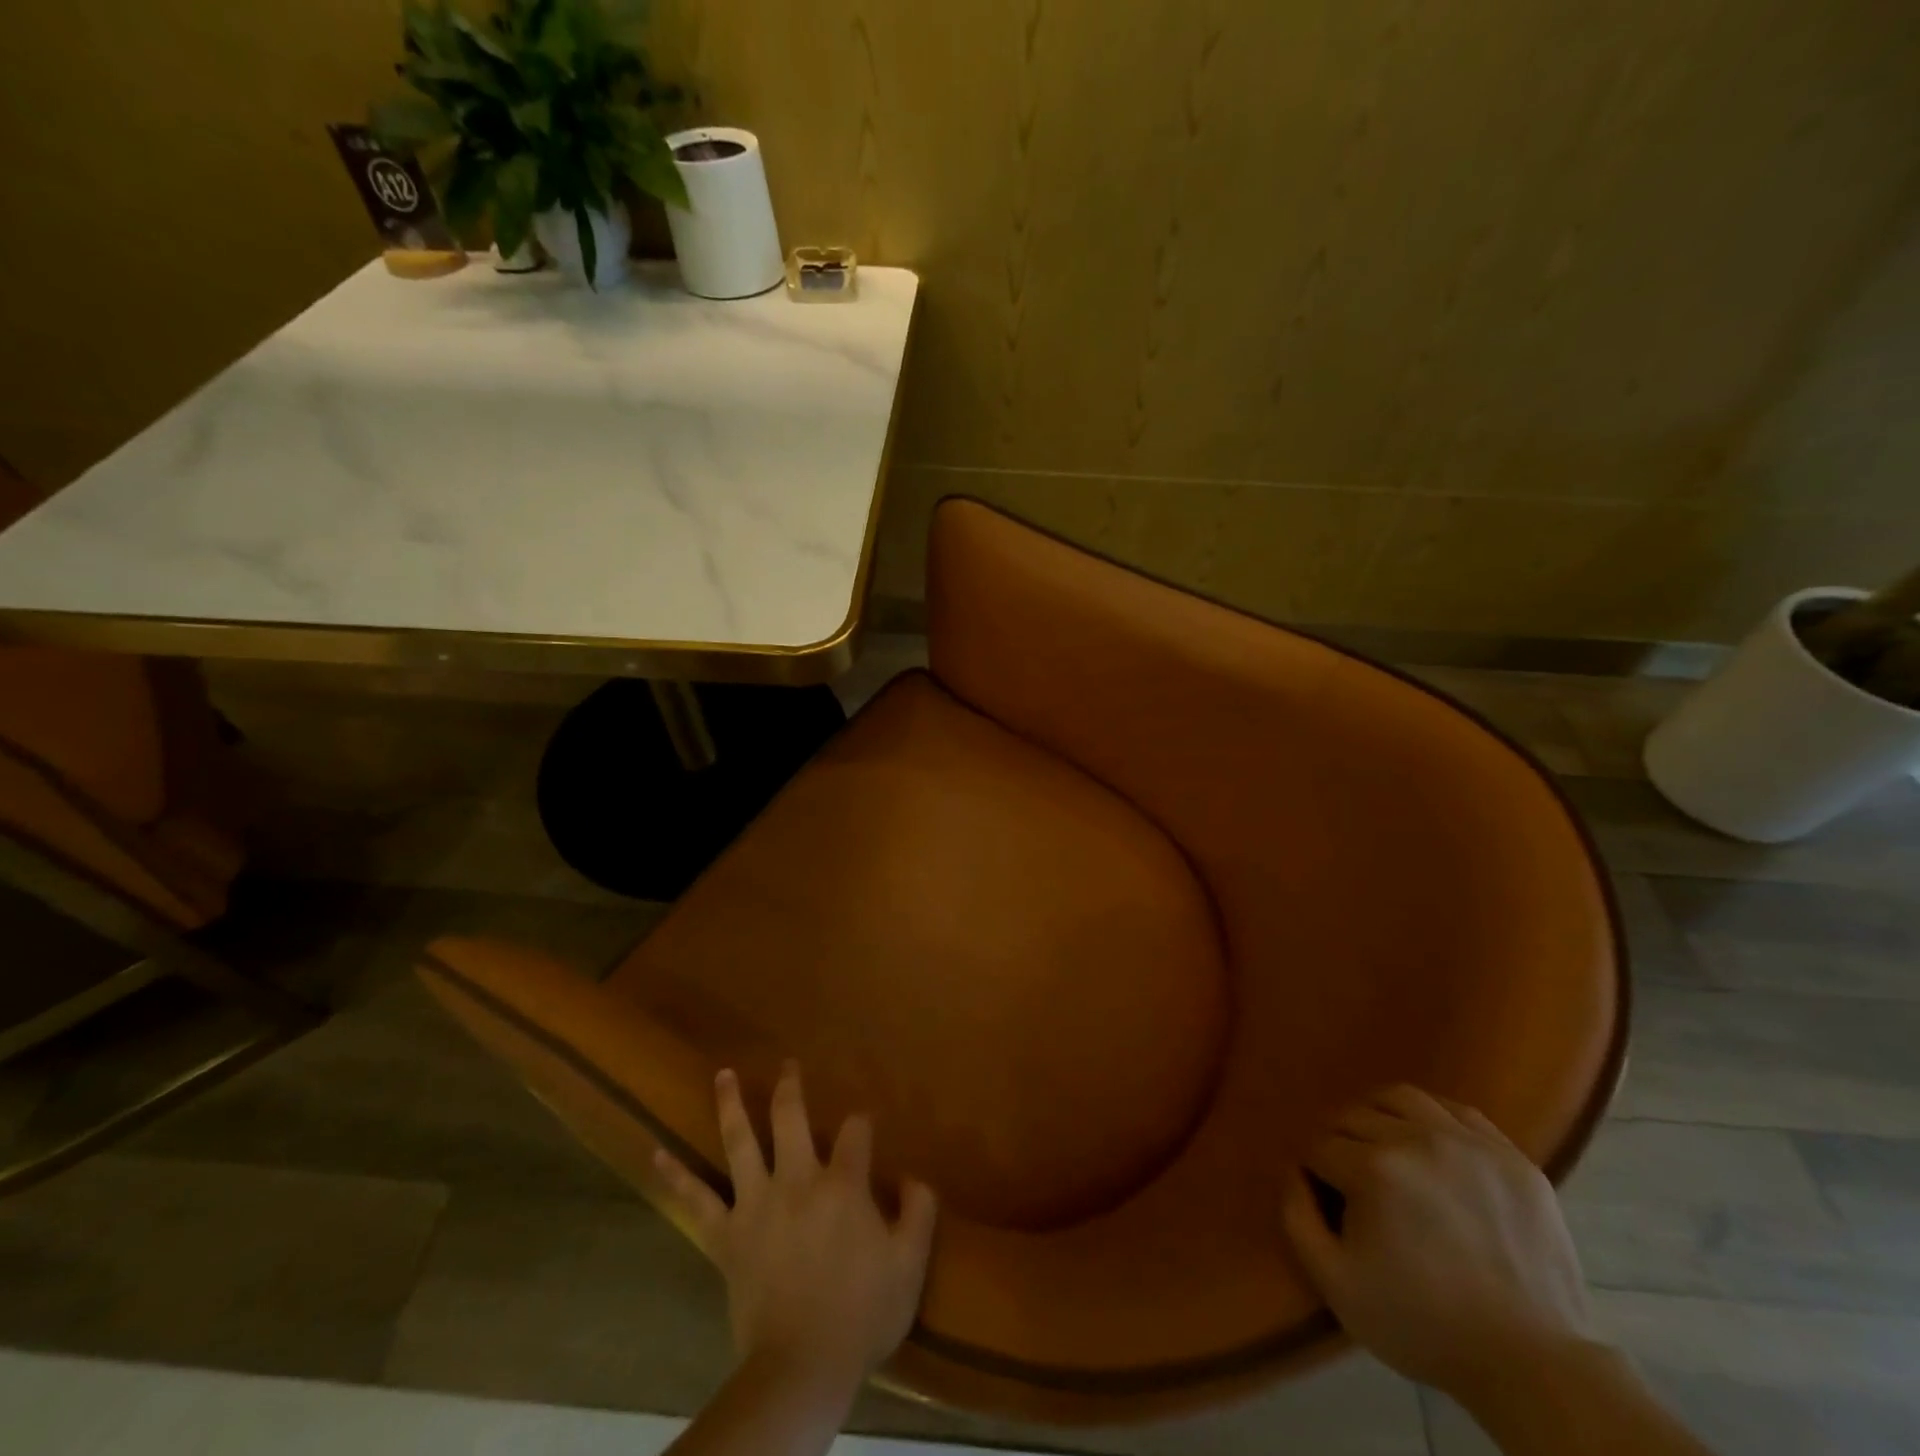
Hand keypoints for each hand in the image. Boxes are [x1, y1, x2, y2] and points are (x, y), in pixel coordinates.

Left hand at [655, 1063, 938, 1394]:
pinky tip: (655, 1152)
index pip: (855, 1132)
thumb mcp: (909, 1266)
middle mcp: (797, 1180)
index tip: (864, 1127)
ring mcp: (756, 1204)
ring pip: (740, 1142)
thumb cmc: (861, 1315)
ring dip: (731, 1104)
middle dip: (791, 1087)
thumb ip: (919, 1213)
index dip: (861, 1124)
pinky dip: (675, 1175)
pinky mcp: (727, 1236)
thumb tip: (914, 1177)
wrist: (801, 1368)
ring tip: (723, 1074)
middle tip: (788, 1064)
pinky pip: (695, 1201)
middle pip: (791, 1118)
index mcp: (842, 1185)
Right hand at [1281, 1085, 1595, 1401]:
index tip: (1326, 1200)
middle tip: (1351, 1181)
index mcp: (1373, 1168)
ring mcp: (1470, 1143)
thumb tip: (1294, 1170)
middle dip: (1341, 1142)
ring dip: (1380, 1116)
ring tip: (1384, 1148)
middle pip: (1353, 1116)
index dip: (1315, 1172)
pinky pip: (1456, 1111)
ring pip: (1401, 1098)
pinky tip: (1430, 1147)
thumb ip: (1297, 1217)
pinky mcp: (1512, 1156)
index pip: (1319, 1146)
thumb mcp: (1336, 1284)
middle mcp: (1418, 1139)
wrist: (1533, 1366)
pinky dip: (1432, 1119)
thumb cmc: (1424, 1325)